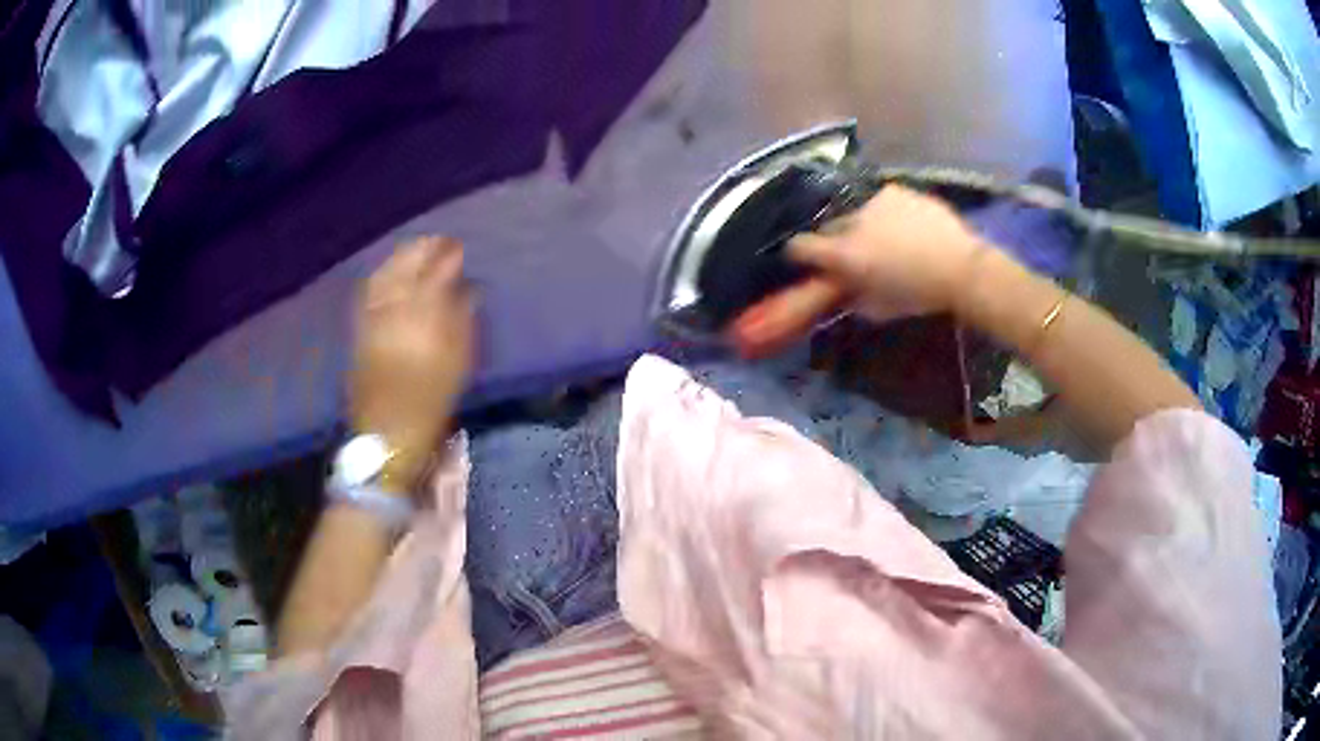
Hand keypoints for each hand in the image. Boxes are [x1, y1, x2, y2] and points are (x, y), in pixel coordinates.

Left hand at [350, 237, 474, 487]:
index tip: (459, 247)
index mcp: (421, 319)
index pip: (434, 274)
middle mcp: (392, 311)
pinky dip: (381, 276)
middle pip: (404, 268)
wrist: (387, 434)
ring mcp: (371, 319)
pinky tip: (388, 272)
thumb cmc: (430, 402)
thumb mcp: (457, 363)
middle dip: (422, 250)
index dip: (447, 257)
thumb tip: (467, 289)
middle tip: (438, 242)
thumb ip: (462, 320)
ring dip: (400, 258)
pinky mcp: (359, 330)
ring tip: (416, 250)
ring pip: (384, 276)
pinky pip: (368, 292)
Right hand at [786, 184, 982, 320]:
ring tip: (884, 238)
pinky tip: (904, 227)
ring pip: (857, 212)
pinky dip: (887, 214)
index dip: (798, 254)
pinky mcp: (897, 191)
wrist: (961, 268)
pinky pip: (882, 202)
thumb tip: (842, 291)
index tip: (806, 261)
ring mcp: (876, 201)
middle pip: (829, 226)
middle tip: (853, 253)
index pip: (801, 247)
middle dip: (836, 239)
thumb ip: (853, 299)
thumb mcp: (881, 309)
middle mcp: (853, 221)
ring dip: (863, 224)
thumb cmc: (919, 295)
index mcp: (845, 253)